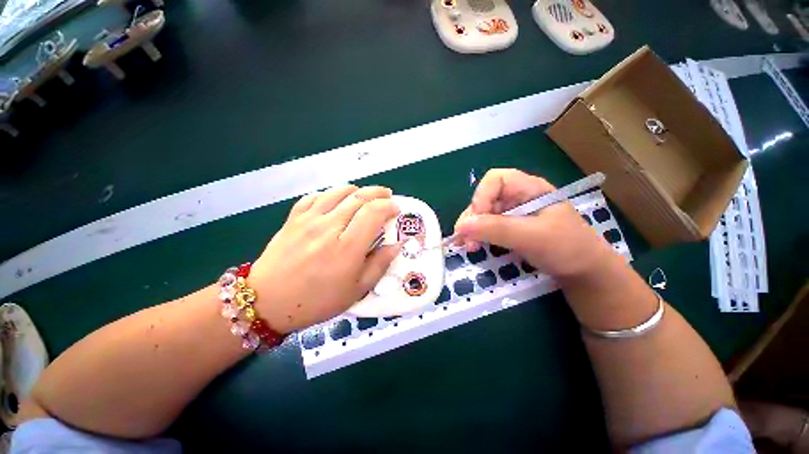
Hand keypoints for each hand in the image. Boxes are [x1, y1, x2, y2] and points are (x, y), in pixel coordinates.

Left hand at [249, 185, 399, 332]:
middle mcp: (329, 227)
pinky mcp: (293, 219)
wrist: (267, 302)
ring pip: (338, 192)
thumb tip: (396, 245)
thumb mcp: (356, 290)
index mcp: (347, 247)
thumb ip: (379, 265)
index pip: (373, 212)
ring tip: (366, 195)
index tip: (396, 209)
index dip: (388, 206)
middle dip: (378, 193)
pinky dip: (331, 193)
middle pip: (359, 197)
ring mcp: (309, 220)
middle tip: (387, 196)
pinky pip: (315, 196)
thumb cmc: (317, 301)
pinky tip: (336, 199)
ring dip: (357, 190)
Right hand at [453, 169, 614, 279]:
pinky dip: (477, 236)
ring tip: (467, 246)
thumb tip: (461, 226)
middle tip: (465, 240)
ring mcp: (513, 214)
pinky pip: (487, 227)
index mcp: (529, 189)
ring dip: (471, 229)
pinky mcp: (510, 228)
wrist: (584, 273)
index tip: (477, 221)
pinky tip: (472, 246)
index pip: (496, 180)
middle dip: (472, 218)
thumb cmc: (567, 249)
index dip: (481, 196)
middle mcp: (517, 198)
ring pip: (483, 214)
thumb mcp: (532, 237)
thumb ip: (496, 229)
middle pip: (485, 198)